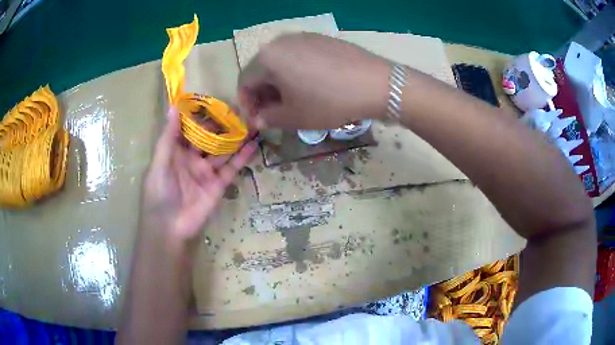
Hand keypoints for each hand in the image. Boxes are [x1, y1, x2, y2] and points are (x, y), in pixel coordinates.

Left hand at [140, 107, 256, 241]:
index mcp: (176, 151)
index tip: (215, 99)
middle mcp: (193, 158)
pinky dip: (243, 157)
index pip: (190, 128)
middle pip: (210, 137)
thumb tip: (173, 106)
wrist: (170, 228)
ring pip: (224, 150)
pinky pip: (233, 168)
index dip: (201, 114)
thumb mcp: (160, 162)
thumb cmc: (160, 192)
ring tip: (252, 121)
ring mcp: (207, 171)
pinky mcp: (219, 184)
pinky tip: (255, 143)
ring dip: (237, 137)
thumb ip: (169, 136)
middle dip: (223, 124)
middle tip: (240, 107)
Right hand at [238, 33, 391, 129]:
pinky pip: (298, 55)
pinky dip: (295, 71)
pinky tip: (311, 84)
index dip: (247, 104)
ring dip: (279, 82)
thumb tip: (258, 120)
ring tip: (293, 99)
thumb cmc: (329, 102)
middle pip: (261, 69)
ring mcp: (302, 36)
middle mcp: (280, 41)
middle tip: (275, 112)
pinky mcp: (321, 38)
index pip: (245, 82)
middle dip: (263, 93)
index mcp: (267, 58)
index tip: (258, 119)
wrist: (376, 83)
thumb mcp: (294, 117)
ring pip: (280, 61)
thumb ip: (269, 118)